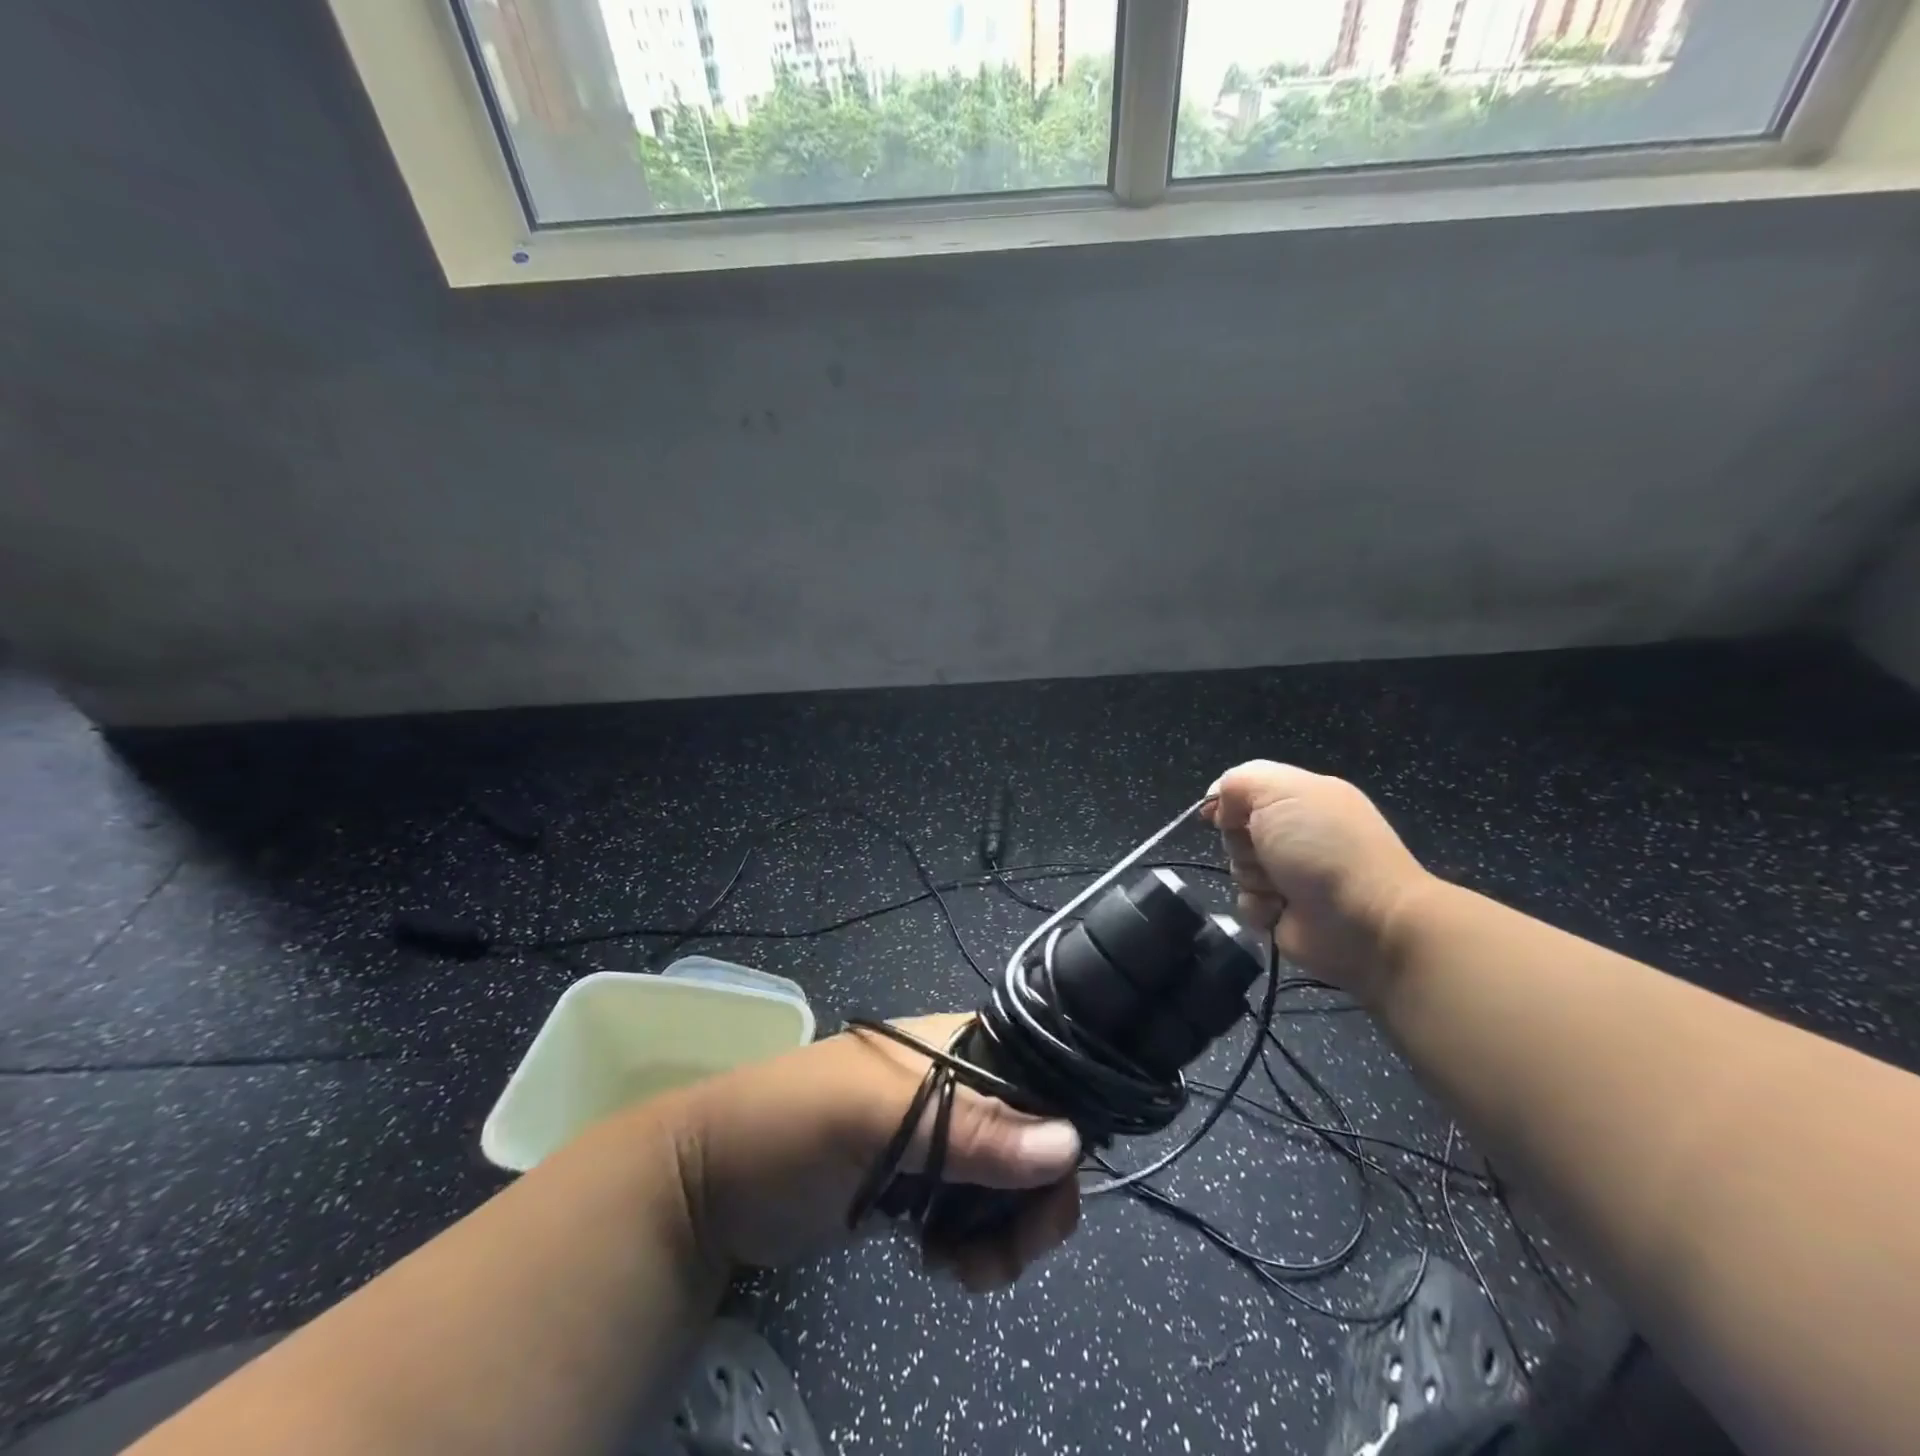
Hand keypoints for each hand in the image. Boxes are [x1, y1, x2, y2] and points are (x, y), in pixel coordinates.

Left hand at [664, 1014, 1081, 1290]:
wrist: (711, 1185)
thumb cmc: (790, 1125)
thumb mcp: (871, 1118)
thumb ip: (967, 1130)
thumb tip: (1070, 1143)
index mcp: (952, 1047)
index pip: (1037, 1076)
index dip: (1059, 1130)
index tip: (1052, 1192)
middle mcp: (955, 1087)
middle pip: (1033, 1138)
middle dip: (1033, 1201)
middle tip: (1006, 1253)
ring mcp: (936, 1139)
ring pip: (1009, 1185)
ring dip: (1004, 1235)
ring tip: (964, 1268)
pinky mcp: (917, 1184)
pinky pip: (974, 1216)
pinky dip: (974, 1247)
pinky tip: (941, 1265)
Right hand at [1204, 760, 1435, 1002]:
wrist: (1367, 921)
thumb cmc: (1322, 847)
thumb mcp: (1280, 791)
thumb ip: (1238, 782)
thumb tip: (1218, 804)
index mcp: (1305, 798)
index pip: (1248, 791)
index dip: (1228, 802)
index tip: (1219, 816)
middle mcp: (1299, 834)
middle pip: (1237, 831)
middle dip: (1240, 843)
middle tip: (1264, 852)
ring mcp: (1293, 875)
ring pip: (1238, 868)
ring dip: (1250, 877)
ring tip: (1278, 887)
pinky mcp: (1286, 912)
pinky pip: (1247, 903)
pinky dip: (1257, 907)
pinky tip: (1278, 909)